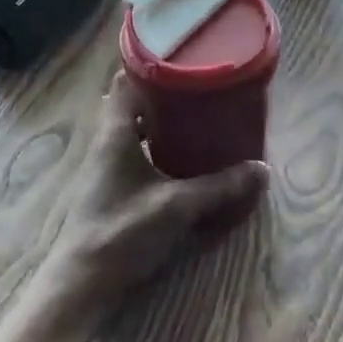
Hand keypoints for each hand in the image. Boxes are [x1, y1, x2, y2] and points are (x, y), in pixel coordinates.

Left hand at [32, 73, 267, 332]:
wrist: (80, 284)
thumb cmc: (122, 232)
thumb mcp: (177, 207)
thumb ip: (219, 187)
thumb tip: (262, 170)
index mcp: (115, 131)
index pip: (124, 80)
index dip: (150, 65)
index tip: (182, 58)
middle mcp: (107, 140)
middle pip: (131, 102)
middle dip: (163, 93)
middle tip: (199, 87)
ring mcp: (105, 164)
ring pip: (132, 128)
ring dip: (158, 120)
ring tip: (196, 116)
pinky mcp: (110, 186)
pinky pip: (133, 150)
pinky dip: (154, 145)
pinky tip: (179, 157)